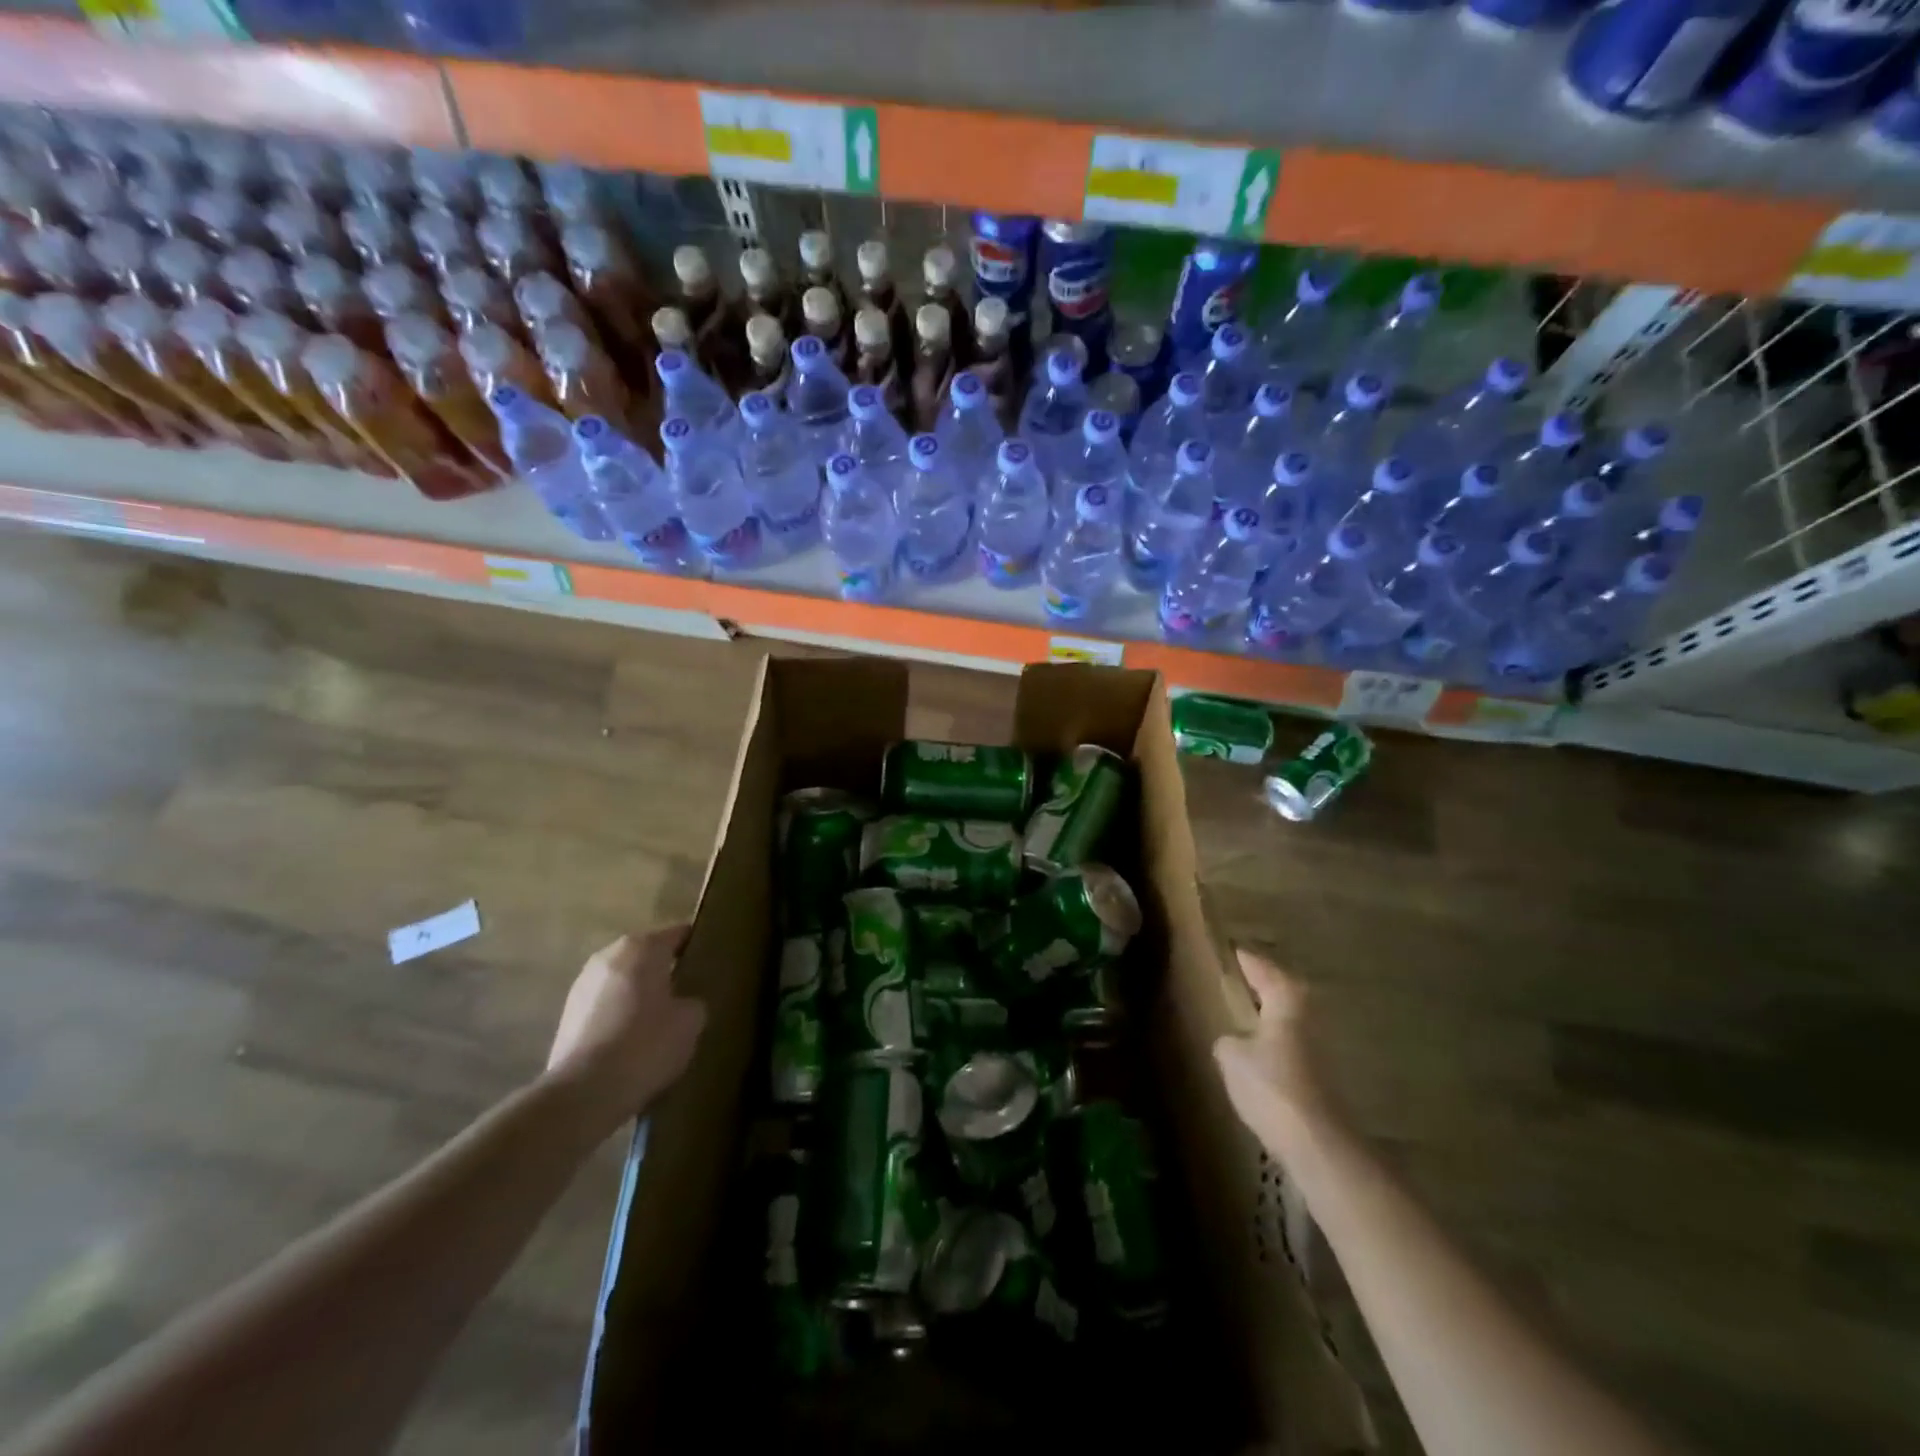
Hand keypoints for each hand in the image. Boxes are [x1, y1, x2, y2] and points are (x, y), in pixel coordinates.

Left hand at [546, 925, 706, 1130]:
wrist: (584, 1093)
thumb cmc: (646, 1044)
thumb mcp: (691, 1021)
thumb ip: (693, 1001)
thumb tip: (684, 1003)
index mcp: (642, 946)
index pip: (678, 934)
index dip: (697, 946)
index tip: (712, 962)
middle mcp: (609, 956)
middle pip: (647, 955)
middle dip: (666, 971)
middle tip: (689, 993)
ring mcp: (582, 985)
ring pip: (624, 981)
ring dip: (640, 993)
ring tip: (661, 1021)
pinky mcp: (567, 1016)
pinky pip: (606, 1005)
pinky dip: (620, 1015)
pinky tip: (634, 1042)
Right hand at [1213, 947, 1327, 1156]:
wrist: (1318, 1144)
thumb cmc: (1271, 1086)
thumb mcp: (1231, 1056)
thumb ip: (1228, 1041)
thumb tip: (1232, 1041)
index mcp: (1287, 1001)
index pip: (1263, 970)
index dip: (1247, 961)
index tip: (1233, 951)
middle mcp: (1309, 1018)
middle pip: (1285, 993)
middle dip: (1265, 986)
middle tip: (1241, 980)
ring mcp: (1321, 1050)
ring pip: (1290, 1022)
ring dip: (1272, 1017)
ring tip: (1246, 1016)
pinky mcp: (1322, 1078)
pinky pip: (1292, 1048)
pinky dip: (1277, 1045)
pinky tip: (1260, 1055)